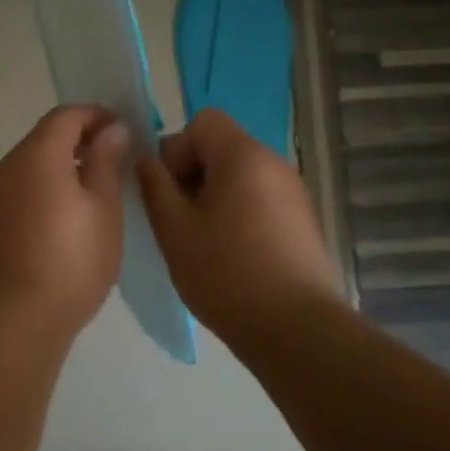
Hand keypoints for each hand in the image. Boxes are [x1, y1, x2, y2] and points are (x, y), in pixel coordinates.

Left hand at [0, 105, 130, 333]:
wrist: (12, 320)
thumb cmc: (70, 262)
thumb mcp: (103, 209)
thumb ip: (106, 162)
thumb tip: (111, 129)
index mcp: (37, 156)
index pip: (65, 116)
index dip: (96, 116)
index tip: (122, 132)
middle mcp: (6, 167)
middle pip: (45, 139)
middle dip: (79, 143)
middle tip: (114, 164)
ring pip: (30, 168)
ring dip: (60, 169)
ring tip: (93, 196)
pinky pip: (18, 193)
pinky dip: (43, 192)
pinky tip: (63, 224)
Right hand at [135, 109, 341, 333]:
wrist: (294, 328)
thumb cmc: (225, 272)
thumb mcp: (173, 229)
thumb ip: (155, 186)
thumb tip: (146, 160)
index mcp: (243, 155)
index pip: (203, 122)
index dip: (177, 149)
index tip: (169, 191)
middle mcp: (274, 163)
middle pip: (222, 147)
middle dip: (193, 174)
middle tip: (179, 219)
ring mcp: (294, 192)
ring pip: (240, 176)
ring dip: (214, 196)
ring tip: (203, 241)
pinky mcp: (303, 221)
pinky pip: (260, 199)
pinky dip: (239, 213)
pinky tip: (232, 255)